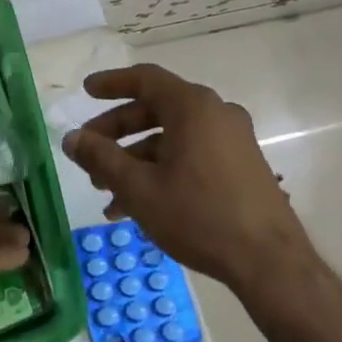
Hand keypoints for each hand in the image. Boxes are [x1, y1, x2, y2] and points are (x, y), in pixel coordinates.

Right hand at [62, 63, 341, 341]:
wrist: (270, 263)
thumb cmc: (198, 215)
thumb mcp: (138, 187)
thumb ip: (100, 158)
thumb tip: (71, 138)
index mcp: (193, 107)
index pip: (145, 79)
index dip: (111, 83)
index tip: (86, 92)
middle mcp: (216, 114)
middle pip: (155, 110)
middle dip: (116, 132)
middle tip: (88, 152)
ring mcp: (232, 140)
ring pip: (171, 138)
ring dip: (134, 159)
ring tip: (105, 194)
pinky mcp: (241, 166)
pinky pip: (191, 155)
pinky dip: (161, 170)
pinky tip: (136, 207)